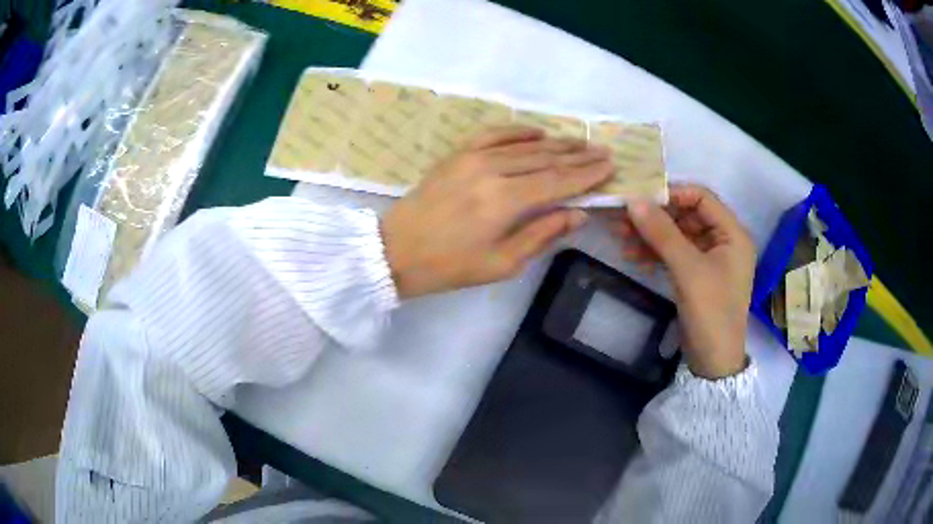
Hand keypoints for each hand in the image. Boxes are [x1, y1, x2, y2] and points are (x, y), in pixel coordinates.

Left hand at [382, 126, 613, 298]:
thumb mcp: (502, 263)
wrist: (396, 250)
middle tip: (603, 152)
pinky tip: (538, 132)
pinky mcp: (457, 155)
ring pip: (525, 145)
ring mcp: (472, 158)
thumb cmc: (450, 266)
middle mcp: (493, 171)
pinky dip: (518, 131)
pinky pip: (494, 134)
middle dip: (578, 156)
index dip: (587, 175)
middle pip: (546, 159)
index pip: (558, 181)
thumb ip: (543, 234)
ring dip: (556, 143)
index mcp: (505, 201)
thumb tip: (579, 214)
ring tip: (581, 142)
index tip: (610, 167)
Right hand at [606, 184, 754, 378]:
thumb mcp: (688, 270)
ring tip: (620, 237)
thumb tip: (633, 201)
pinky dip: (656, 254)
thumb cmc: (711, 312)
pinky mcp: (698, 275)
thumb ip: (662, 233)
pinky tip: (633, 257)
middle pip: (687, 216)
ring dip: (651, 236)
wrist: (713, 362)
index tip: (640, 198)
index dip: (672, 194)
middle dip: (655, 217)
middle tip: (622, 218)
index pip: (702, 197)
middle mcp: (724, 240)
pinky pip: (675, 254)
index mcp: (732, 233)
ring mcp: (710, 259)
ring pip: (678, 236)